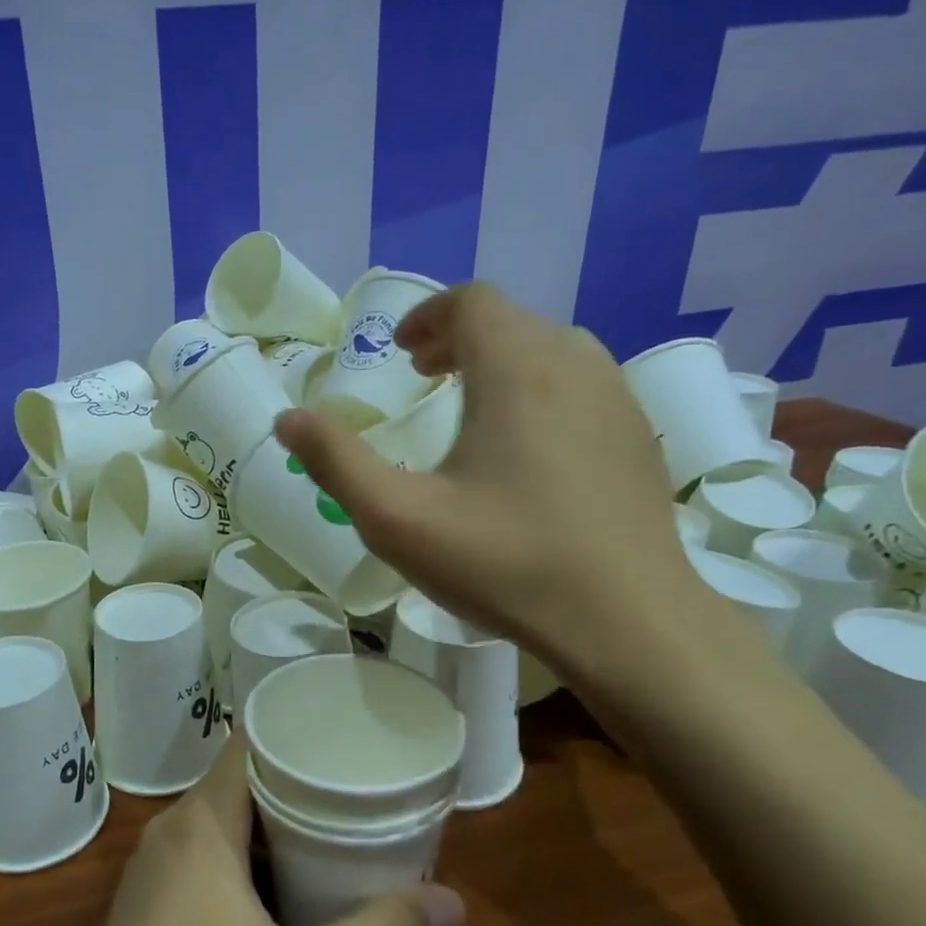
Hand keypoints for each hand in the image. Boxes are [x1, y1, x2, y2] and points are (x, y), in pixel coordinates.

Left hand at [53, 735, 462, 925]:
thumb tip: (454, 904)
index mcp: (201, 822)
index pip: (248, 745)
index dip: (295, 736)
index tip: (346, 742)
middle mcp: (171, 830)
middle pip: (240, 782)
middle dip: (297, 786)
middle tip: (357, 794)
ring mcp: (153, 867)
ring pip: (222, 822)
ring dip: (272, 826)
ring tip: (332, 835)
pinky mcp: (148, 902)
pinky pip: (203, 854)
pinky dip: (245, 857)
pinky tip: (280, 889)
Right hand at [275, 282, 698, 671]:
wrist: (628, 621)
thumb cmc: (504, 561)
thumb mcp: (397, 517)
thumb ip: (336, 462)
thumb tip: (287, 419)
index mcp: (516, 369)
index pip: (473, 303)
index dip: (429, 316)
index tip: (401, 352)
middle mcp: (574, 365)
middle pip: (512, 322)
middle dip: (460, 339)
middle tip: (423, 376)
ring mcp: (617, 399)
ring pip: (552, 351)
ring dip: (502, 362)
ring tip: (470, 407)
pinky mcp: (638, 438)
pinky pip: (582, 387)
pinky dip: (541, 391)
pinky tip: (525, 451)